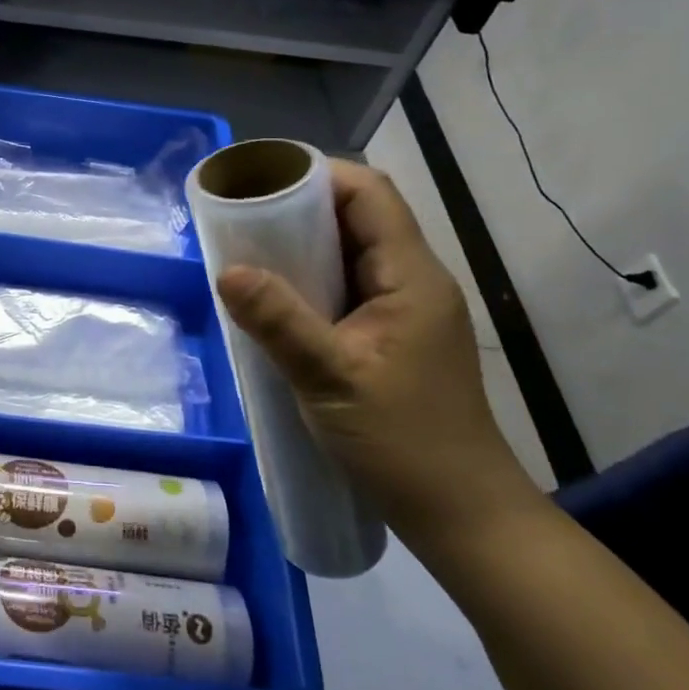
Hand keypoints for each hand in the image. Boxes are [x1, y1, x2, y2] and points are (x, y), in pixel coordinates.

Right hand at [216, 159, 542, 551]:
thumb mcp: (331, 379)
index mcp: (411, 277)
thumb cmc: (403, 443)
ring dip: (305, 243)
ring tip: (250, 248)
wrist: (460, 514)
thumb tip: (227, 270)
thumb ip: (280, 322)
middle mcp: (414, 280)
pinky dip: (312, 277)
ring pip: (353, 250)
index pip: (370, 194)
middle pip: (360, 215)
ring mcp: (406, 308)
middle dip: (302, 207)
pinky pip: (349, 284)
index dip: (318, 175)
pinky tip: (278, 296)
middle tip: (244, 215)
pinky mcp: (393, 334)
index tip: (263, 182)